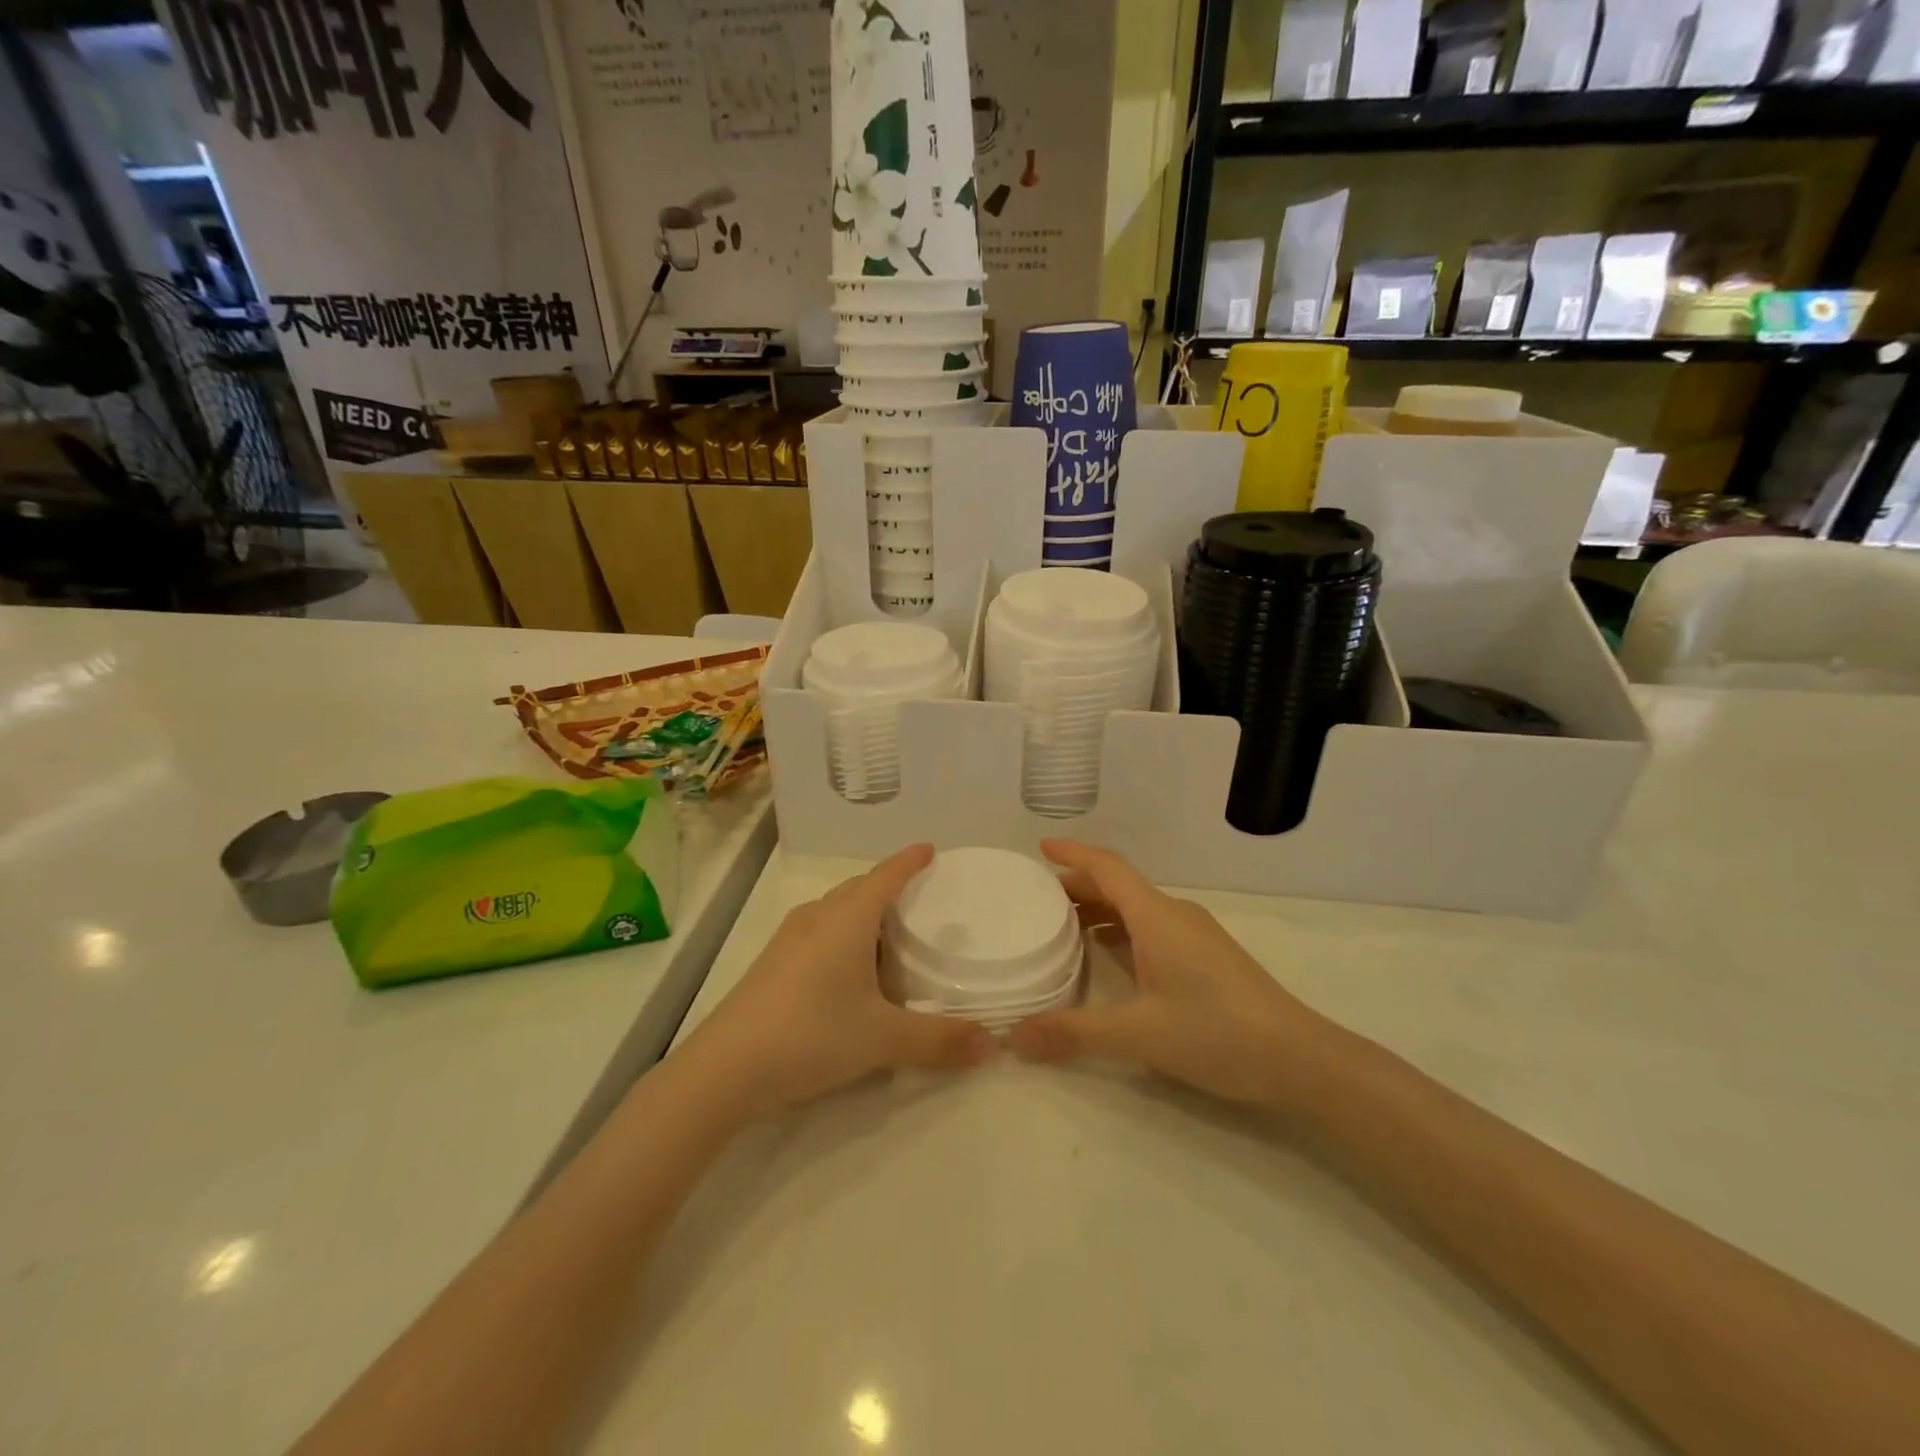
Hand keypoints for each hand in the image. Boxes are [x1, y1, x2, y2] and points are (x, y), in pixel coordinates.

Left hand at [681, 844, 995, 1119]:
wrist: (724, 1070)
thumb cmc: (810, 1035)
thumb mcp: (882, 1039)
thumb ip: (939, 1040)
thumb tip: (992, 1044)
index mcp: (847, 919)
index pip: (885, 876)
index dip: (909, 861)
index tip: (930, 849)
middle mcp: (817, 918)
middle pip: (859, 888)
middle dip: (888, 886)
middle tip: (920, 898)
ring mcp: (789, 940)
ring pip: (835, 911)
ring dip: (863, 913)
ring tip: (891, 934)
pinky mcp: (772, 965)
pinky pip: (819, 932)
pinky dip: (843, 936)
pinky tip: (850, 970)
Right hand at [1007, 840, 1328, 1107]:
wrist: (1299, 1058)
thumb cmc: (1215, 1032)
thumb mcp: (1137, 1034)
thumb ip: (1072, 1033)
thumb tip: (1013, 1037)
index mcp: (1156, 916)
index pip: (1107, 867)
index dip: (1072, 853)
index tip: (1041, 847)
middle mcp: (1175, 914)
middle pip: (1118, 885)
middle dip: (1077, 885)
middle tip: (1037, 899)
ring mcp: (1195, 934)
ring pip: (1137, 907)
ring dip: (1100, 909)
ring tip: (1064, 927)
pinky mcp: (1206, 955)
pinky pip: (1152, 926)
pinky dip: (1122, 929)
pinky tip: (1110, 957)